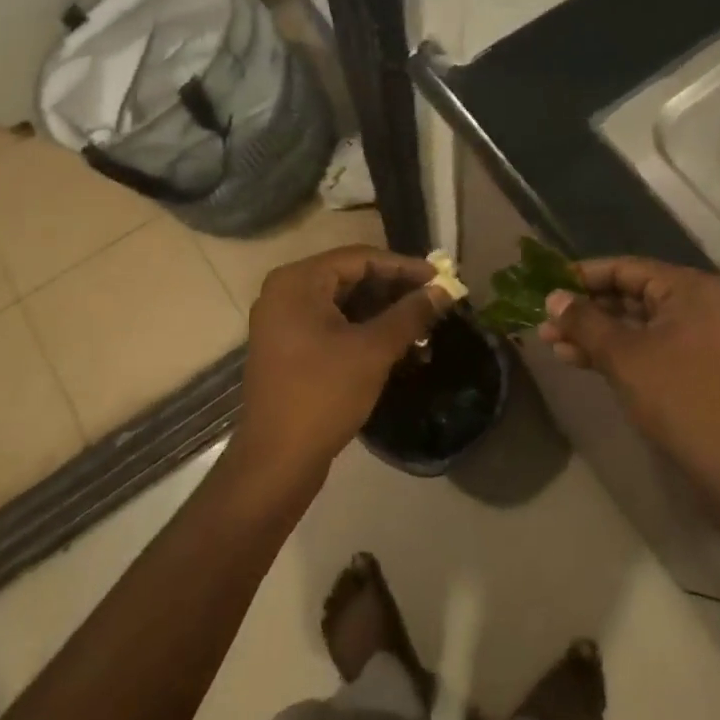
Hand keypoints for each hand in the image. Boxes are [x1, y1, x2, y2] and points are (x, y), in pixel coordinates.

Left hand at [235, 246, 447, 481]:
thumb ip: (410, 314)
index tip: (440, 278)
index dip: (404, 267)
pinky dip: (363, 329)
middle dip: (395, 290)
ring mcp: (283, 321)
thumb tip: (443, 291)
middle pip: (350, 277)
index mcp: (298, 282)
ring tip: (422, 322)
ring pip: (344, 302)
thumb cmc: (323, 395)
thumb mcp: (373, 350)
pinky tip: (397, 343)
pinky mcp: (288, 347)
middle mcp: (285, 292)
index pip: (360, 259)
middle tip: (434, 300)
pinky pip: (332, 324)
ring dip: (383, 311)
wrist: (277, 461)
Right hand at [537, 258, 719, 478]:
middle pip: (628, 294)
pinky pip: (645, 345)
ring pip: (634, 323)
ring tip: (550, 342)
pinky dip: (613, 351)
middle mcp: (694, 302)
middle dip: (584, 309)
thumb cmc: (676, 396)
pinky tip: (575, 359)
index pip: (624, 268)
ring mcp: (695, 335)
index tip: (546, 287)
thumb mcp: (622, 355)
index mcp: (686, 288)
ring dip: (593, 332)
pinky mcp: (691, 365)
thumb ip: (584, 321)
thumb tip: (552, 297)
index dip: (581, 277)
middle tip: (543, 320)